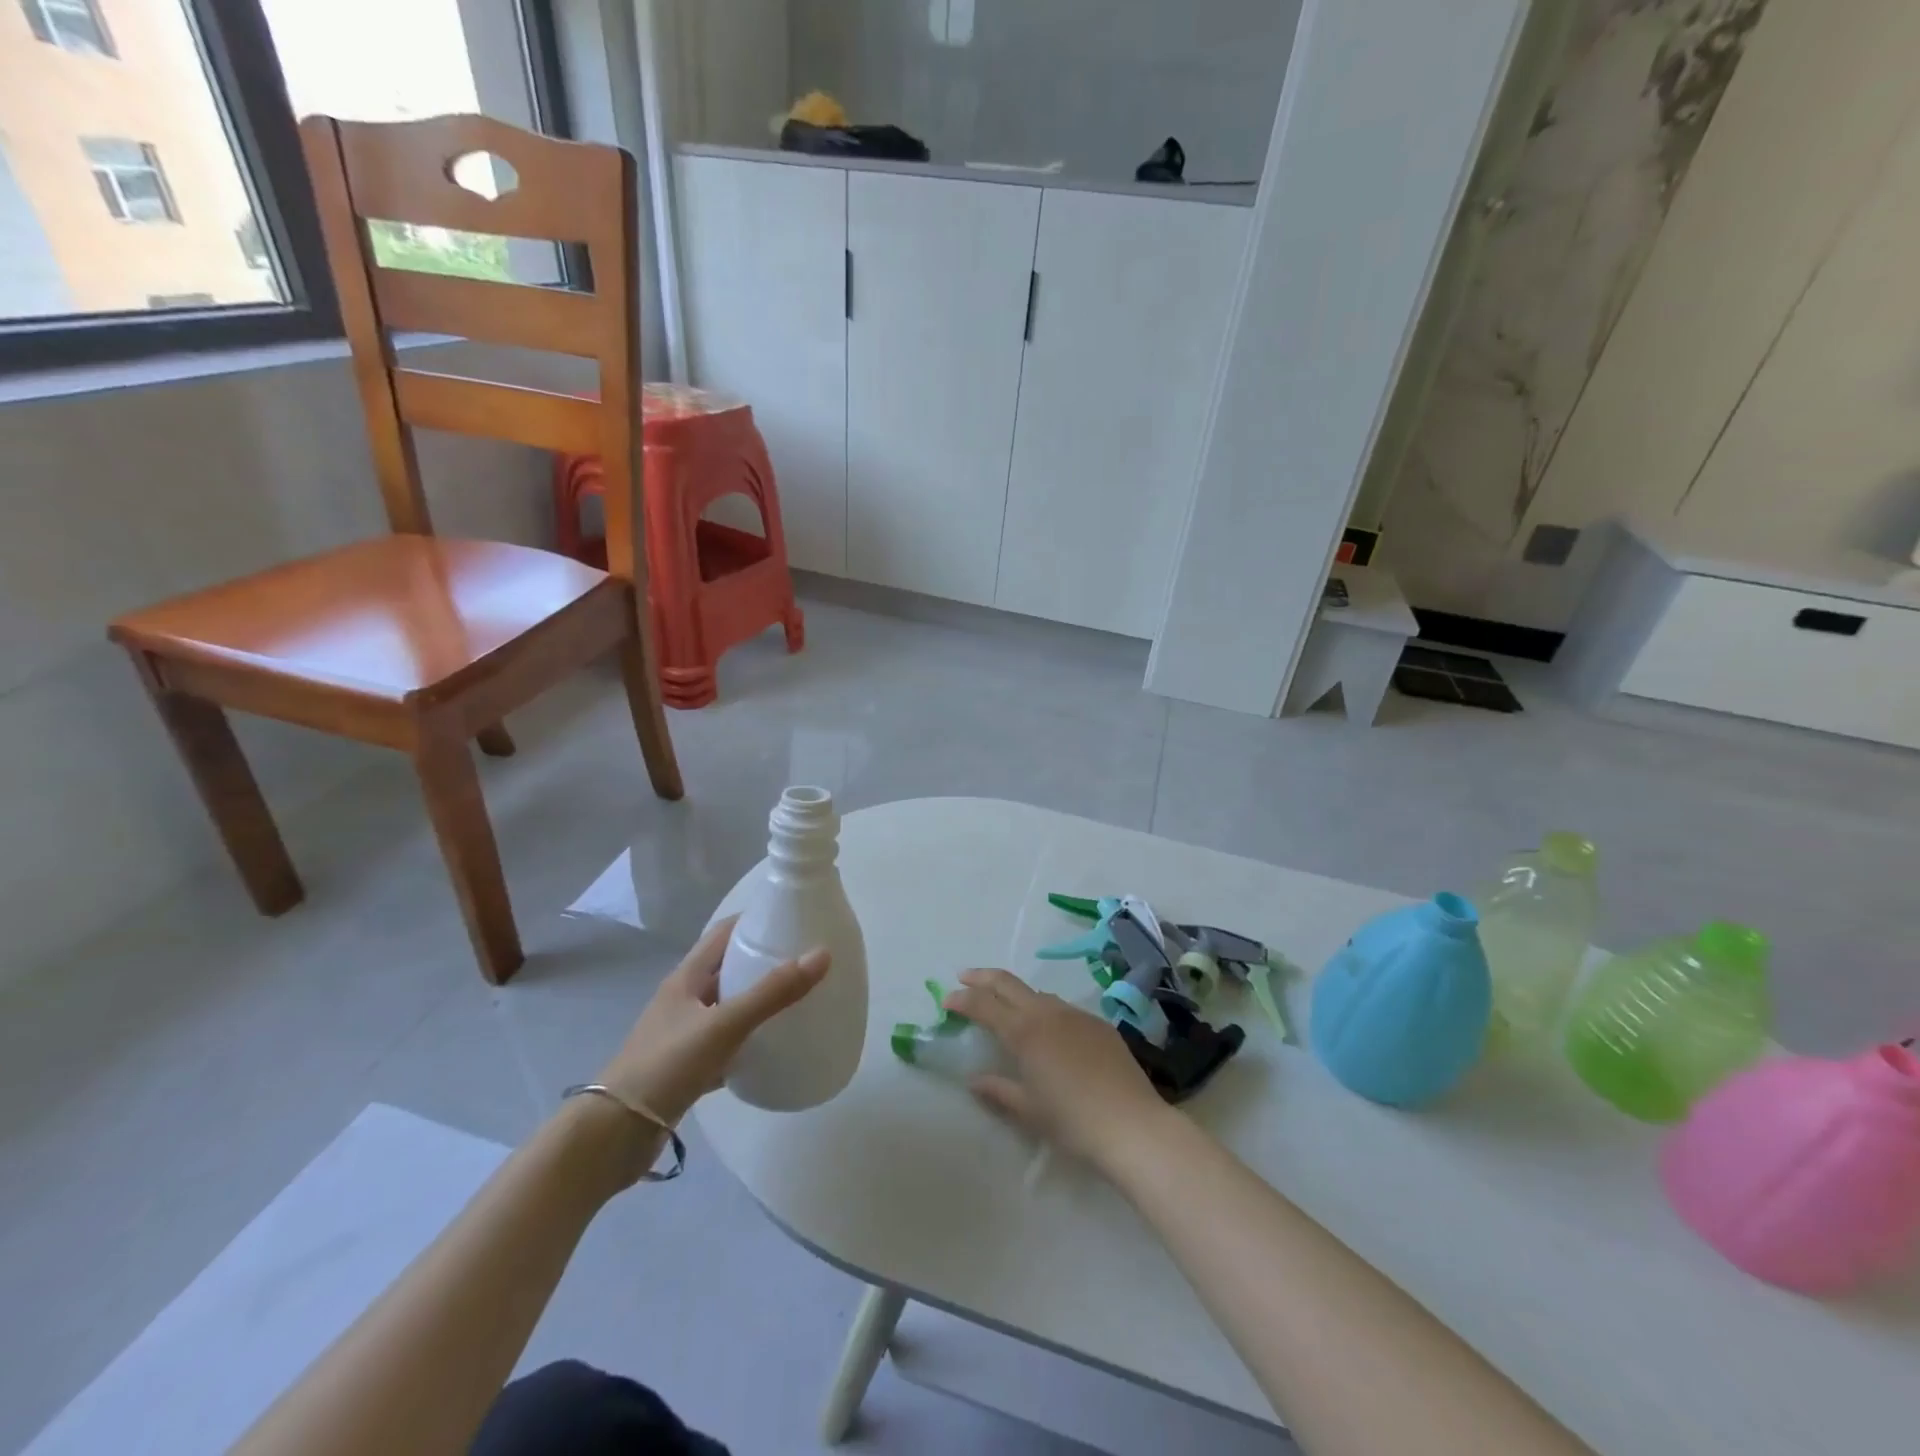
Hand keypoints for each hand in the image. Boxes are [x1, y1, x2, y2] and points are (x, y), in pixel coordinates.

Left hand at [597, 916, 830, 1126]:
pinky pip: (727, 1045)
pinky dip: (749, 1041)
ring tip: (798, 999)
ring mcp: (684, 1035)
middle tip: (805, 959)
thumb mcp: (724, 1024)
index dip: (755, 920)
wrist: (614, 1135)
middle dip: (763, 960)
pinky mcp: (687, 1068)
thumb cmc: (666, 1066)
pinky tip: (773, 1048)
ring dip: (758, 1000)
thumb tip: (823, 954)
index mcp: (686, 978)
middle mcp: (683, 1000)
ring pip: (728, 1007)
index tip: (793, 918)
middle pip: (728, 968)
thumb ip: (772, 992)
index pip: (723, 933)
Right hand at [943, 968, 1172, 1170]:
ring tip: (1006, 1007)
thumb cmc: (1073, 1121)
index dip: (962, 999)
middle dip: (983, 977)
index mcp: (1025, 1032)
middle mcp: (1048, 1013)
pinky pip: (1063, 1009)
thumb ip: (998, 1090)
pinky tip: (1049, 1032)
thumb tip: (974, 1081)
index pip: (984, 1005)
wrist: (1132, 1125)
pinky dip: (1045, 1011)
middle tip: (964, 977)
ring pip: (1038, 994)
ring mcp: (1076, 1014)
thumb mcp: (1028, 1110)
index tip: (946, 999)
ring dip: (1016, 994)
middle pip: (1008, 983)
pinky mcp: (1099, 1023)